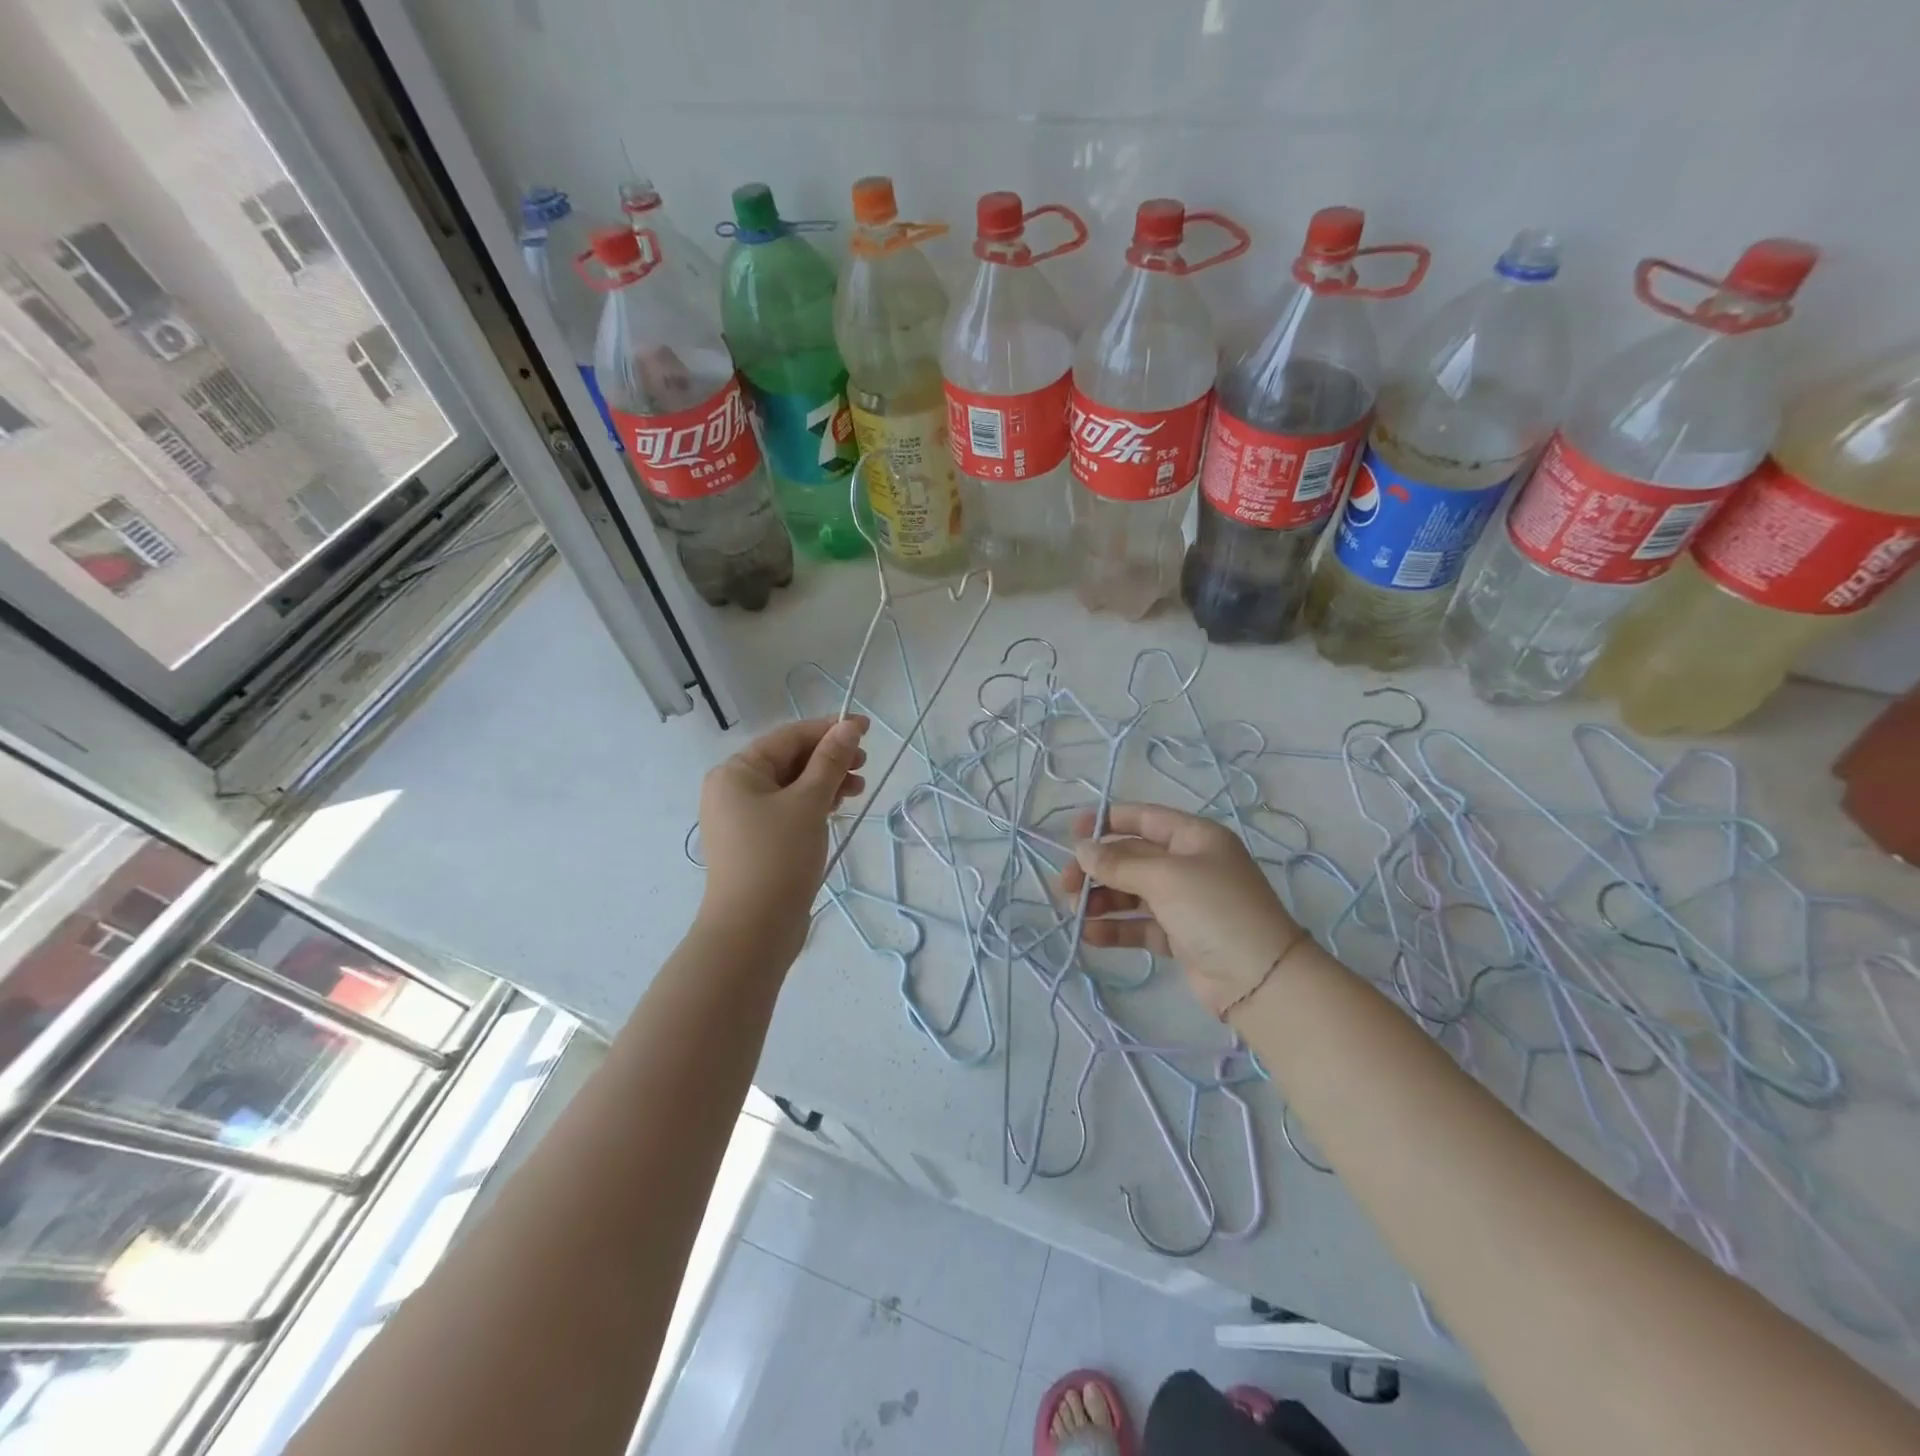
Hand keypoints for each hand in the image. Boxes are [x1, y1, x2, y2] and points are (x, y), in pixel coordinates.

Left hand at [698, 716, 868, 964]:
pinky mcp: (755, 844)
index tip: (865, 729)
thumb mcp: (809, 802)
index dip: (828, 729)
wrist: (753, 931)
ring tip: (857, 790)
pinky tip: (836, 809)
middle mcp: (733, 790)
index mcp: (736, 772)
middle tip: (864, 765)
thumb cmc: (778, 857)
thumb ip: (830, 761)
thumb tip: (849, 727)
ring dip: (825, 782)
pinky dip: (813, 805)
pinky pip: (787, 811)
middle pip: (788, 761)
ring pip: (790, 787)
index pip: (788, 737)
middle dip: (828, 758)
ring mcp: (742, 819)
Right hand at [1060, 803, 1305, 1016]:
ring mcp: (1185, 902)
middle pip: (1132, 857)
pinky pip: (1139, 924)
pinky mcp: (1179, 936)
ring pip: (1132, 892)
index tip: (1072, 834)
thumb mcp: (1165, 877)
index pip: (1144, 819)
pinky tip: (1090, 935)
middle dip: (1098, 868)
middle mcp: (1189, 864)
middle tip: (1065, 884)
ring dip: (1102, 899)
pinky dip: (1115, 928)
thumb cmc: (1214, 910)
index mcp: (1194, 838)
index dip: (1107, 821)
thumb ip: (1119, 863)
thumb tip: (1082, 850)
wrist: (1260, 980)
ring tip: (1075, 912)